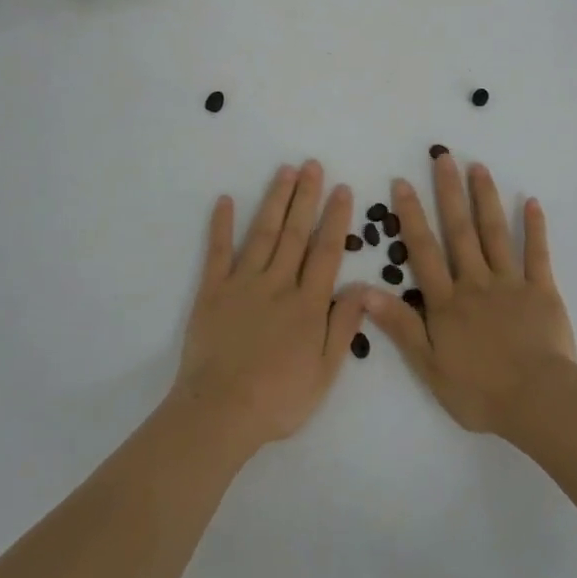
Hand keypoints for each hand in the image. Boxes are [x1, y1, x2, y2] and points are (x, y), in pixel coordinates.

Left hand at [170, 161, 366, 450]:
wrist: (221, 412)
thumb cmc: (279, 400)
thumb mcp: (325, 373)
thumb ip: (344, 327)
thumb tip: (363, 287)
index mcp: (308, 304)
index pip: (326, 251)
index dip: (335, 219)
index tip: (341, 189)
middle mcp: (278, 283)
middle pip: (296, 233)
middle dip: (306, 197)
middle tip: (312, 165)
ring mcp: (243, 283)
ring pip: (264, 233)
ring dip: (276, 200)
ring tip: (285, 171)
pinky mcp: (213, 290)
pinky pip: (218, 251)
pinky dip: (222, 225)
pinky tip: (226, 200)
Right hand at [362, 154, 576, 436]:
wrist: (538, 403)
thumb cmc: (480, 391)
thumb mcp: (429, 366)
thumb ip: (399, 326)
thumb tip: (363, 290)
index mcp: (447, 301)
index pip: (424, 250)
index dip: (411, 215)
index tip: (402, 181)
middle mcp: (475, 282)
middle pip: (459, 230)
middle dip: (449, 192)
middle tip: (443, 156)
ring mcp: (510, 283)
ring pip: (495, 233)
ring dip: (485, 198)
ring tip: (478, 166)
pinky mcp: (542, 291)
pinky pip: (537, 254)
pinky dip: (535, 227)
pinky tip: (531, 201)